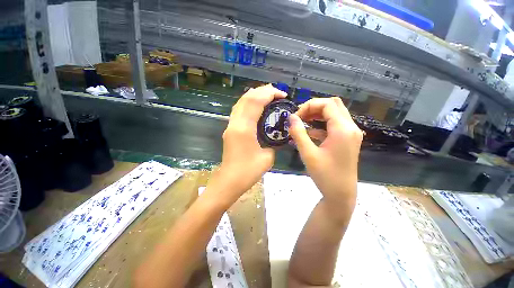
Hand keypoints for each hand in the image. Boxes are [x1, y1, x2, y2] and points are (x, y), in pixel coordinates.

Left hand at [216, 84, 286, 199]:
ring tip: (268, 96)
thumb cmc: (248, 171)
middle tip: (277, 93)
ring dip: (255, 95)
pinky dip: (249, 103)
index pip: (256, 101)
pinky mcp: (230, 129)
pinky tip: (257, 106)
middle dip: (263, 90)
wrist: (229, 181)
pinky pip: (239, 110)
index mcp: (244, 128)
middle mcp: (235, 123)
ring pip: (241, 102)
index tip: (283, 95)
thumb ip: (273, 142)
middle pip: (246, 97)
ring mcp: (230, 125)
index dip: (270, 93)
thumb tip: (276, 134)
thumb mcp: (268, 157)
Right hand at [288, 98, 362, 217]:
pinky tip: (310, 132)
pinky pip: (335, 124)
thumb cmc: (325, 175)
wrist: (341, 194)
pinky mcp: (348, 139)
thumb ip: (298, 133)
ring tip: (303, 122)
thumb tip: (291, 117)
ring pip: (335, 113)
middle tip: (299, 117)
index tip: (296, 117)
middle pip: (333, 105)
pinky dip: (322, 124)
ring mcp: (351, 133)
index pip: (327, 104)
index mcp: (343, 129)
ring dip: (318, 114)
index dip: (309, 106)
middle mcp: (351, 127)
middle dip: (314, 107)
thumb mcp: (308, 154)